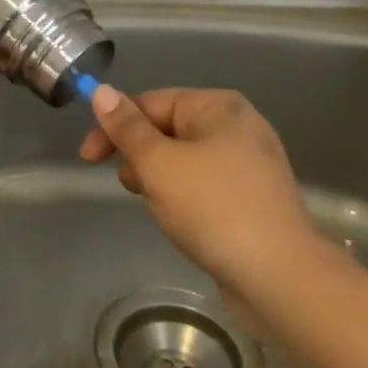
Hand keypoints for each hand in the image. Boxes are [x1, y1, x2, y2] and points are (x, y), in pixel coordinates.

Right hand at [79, 86, 321, 321]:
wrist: (280, 277)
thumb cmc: (213, 208)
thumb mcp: (158, 164)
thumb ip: (126, 128)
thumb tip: (100, 90)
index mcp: (218, 107)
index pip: (150, 102)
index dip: (113, 127)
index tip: (87, 159)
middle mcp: (238, 126)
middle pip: (167, 129)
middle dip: (140, 156)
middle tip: (131, 187)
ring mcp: (250, 163)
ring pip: (183, 160)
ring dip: (160, 180)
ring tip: (160, 209)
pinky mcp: (254, 198)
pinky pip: (204, 185)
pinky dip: (184, 197)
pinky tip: (183, 222)